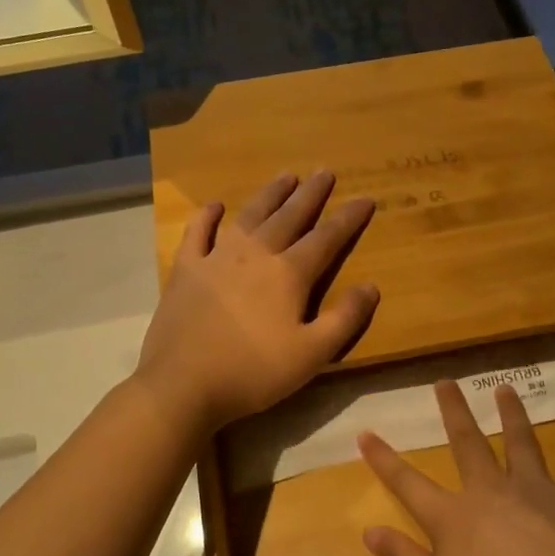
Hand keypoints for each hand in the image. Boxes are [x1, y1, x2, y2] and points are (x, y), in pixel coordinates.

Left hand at [138, 172, 378, 434]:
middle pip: (289, 217)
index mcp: (289, 275)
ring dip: (270, 195)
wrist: (183, 384)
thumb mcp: (312, 354)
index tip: (365, 198)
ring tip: (286, 176)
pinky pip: (198, 233)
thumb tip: (371, 286)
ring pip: (249, 216)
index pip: (326, 238)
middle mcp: (255, 255)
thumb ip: (345, 319)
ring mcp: (216, 258)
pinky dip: (207, 216)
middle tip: (325, 171)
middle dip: (310, 194)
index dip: (348, 218)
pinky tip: (216, 205)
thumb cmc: (253, 372)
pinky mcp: (186, 270)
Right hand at [357, 381, 554, 555]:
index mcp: (453, 517)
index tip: (365, 433)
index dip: (384, 459)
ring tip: (505, 389)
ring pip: (520, 442)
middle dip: (454, 411)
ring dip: (512, 414)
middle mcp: (490, 491)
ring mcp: (535, 490)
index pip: (408, 482)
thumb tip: (368, 530)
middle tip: (447, 382)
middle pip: (467, 443)